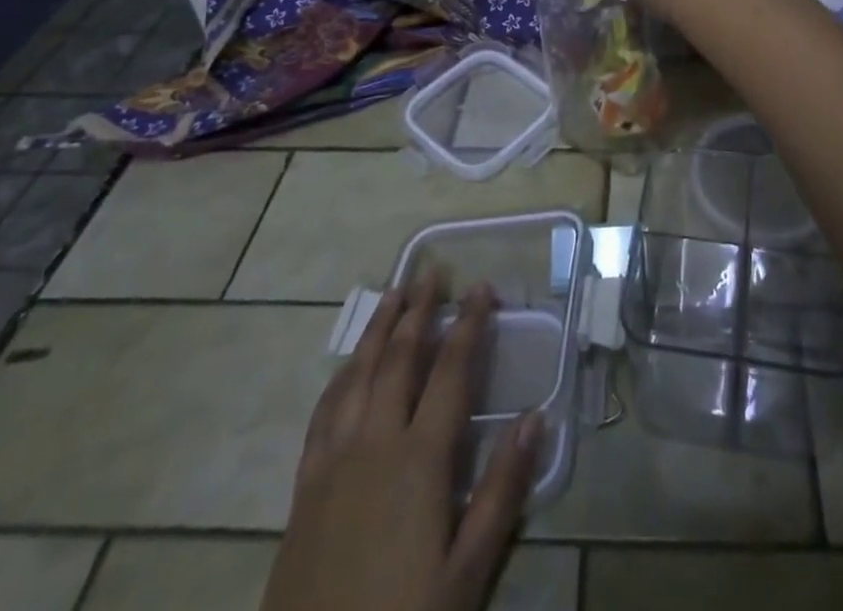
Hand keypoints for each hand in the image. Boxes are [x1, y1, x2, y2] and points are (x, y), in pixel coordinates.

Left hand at [259, 274, 541, 610]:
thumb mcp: (468, 572)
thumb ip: (502, 489)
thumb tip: (537, 416)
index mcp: (420, 459)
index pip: (451, 370)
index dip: (468, 324)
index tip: (481, 287)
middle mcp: (375, 442)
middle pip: (400, 357)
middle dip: (419, 309)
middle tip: (432, 271)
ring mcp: (334, 460)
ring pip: (358, 373)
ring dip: (378, 328)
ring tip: (394, 293)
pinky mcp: (305, 485)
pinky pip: (324, 410)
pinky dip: (341, 374)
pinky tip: (349, 365)